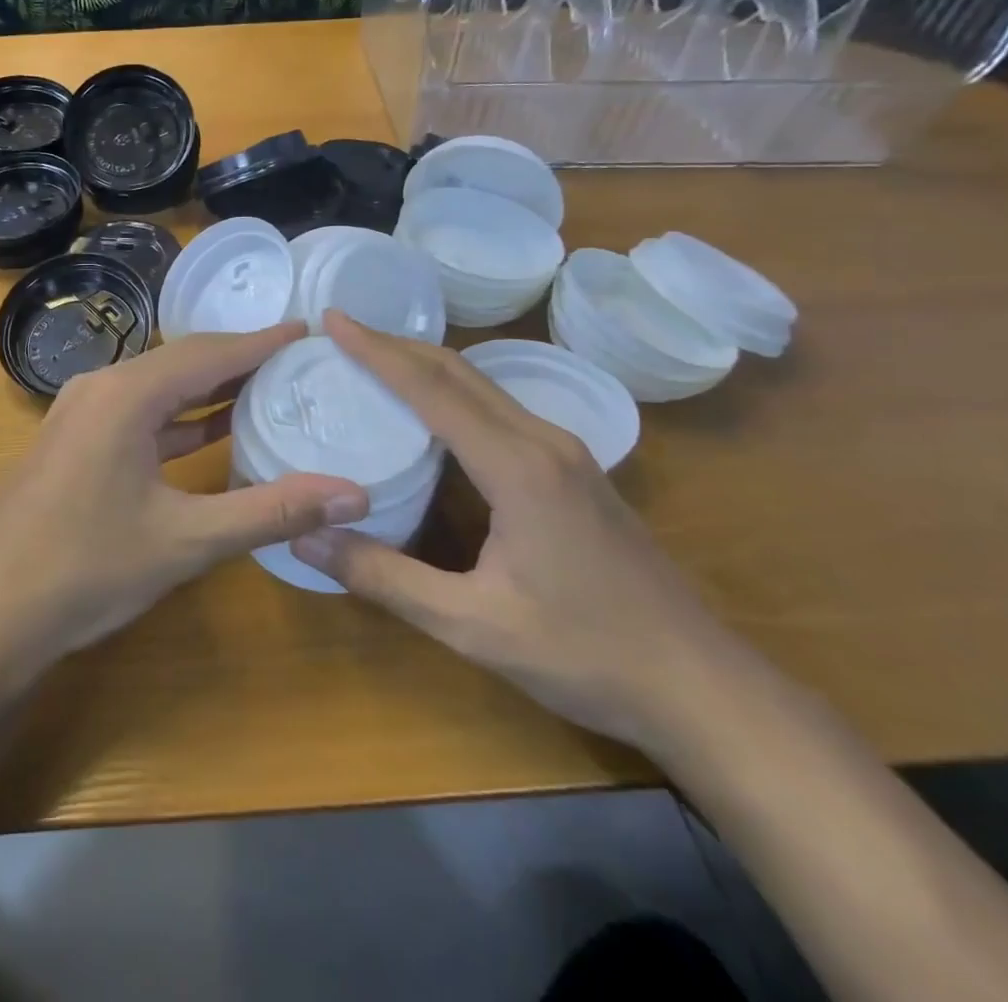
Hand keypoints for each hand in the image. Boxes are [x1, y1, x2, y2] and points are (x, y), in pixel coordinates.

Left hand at [0, 323, 370, 683]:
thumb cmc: (86, 569)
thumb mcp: (186, 541)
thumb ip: (270, 511)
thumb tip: (355, 495)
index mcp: (125, 395)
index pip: (207, 354)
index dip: (260, 342)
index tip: (306, 329)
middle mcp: (100, 389)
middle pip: (181, 363)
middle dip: (238, 360)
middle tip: (296, 359)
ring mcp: (81, 415)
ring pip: (158, 389)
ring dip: (208, 390)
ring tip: (267, 386)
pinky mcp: (74, 443)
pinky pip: (138, 416)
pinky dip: (178, 419)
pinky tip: (211, 430)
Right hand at [290, 312, 745, 753]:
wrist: (702, 687)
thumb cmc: (585, 655)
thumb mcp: (471, 625)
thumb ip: (384, 578)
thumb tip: (305, 539)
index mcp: (518, 466)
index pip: (433, 389)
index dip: (377, 352)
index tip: (333, 319)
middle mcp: (543, 441)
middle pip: (460, 372)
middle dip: (397, 347)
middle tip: (342, 335)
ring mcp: (566, 453)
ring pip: (483, 386)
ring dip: (426, 366)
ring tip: (374, 362)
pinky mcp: (574, 471)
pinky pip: (499, 410)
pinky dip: (453, 393)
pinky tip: (431, 414)